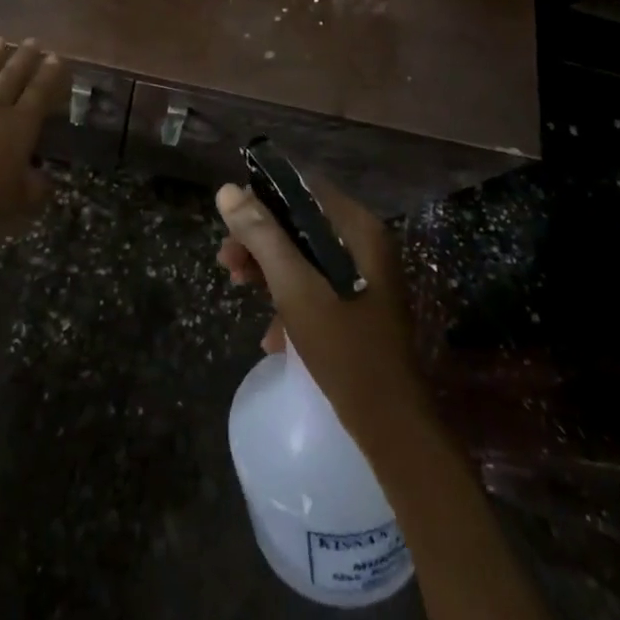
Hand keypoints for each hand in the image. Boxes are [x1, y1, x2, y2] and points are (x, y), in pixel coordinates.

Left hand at [0, 38, 67, 245]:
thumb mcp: (20, 201)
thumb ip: (36, 186)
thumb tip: (46, 178)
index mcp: (19, 127)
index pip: (39, 93)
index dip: (49, 75)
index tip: (56, 58)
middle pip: (12, 76)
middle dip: (24, 58)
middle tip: (33, 41)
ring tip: (0, 40)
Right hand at [216, 176, 427, 443]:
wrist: (393, 430)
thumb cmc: (345, 350)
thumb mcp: (295, 289)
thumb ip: (262, 236)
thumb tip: (227, 190)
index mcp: (358, 229)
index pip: (303, 189)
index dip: (263, 198)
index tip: (231, 222)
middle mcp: (365, 244)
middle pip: (301, 222)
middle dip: (260, 238)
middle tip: (227, 260)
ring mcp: (365, 276)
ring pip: (305, 254)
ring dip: (269, 267)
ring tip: (237, 285)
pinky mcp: (359, 305)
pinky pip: (316, 284)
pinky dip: (290, 297)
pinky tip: (270, 335)